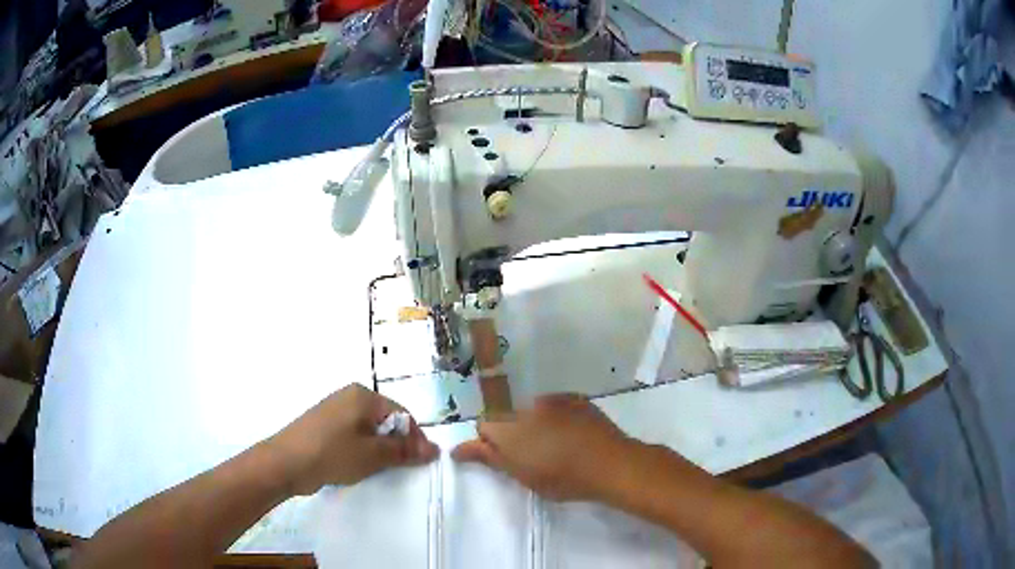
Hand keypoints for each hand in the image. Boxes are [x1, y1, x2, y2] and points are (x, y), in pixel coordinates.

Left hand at [268, 384, 438, 494]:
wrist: (285, 463)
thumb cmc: (332, 454)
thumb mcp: (373, 455)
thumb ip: (404, 451)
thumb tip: (434, 449)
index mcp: (363, 396)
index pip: (402, 414)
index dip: (414, 438)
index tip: (419, 463)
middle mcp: (349, 397)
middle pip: (385, 421)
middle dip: (396, 445)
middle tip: (398, 469)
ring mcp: (334, 410)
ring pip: (369, 430)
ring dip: (379, 449)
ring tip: (377, 469)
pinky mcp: (324, 425)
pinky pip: (353, 435)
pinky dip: (361, 450)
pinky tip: (357, 466)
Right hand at [452, 393, 635, 500]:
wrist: (610, 463)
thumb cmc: (564, 479)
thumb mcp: (523, 476)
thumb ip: (490, 458)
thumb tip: (457, 448)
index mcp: (509, 429)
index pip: (483, 427)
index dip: (488, 443)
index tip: (498, 456)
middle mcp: (526, 408)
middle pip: (506, 416)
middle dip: (510, 432)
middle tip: (528, 453)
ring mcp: (553, 400)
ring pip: (530, 410)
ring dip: (532, 423)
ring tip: (552, 442)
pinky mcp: (574, 398)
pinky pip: (554, 404)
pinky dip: (555, 416)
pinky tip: (570, 431)